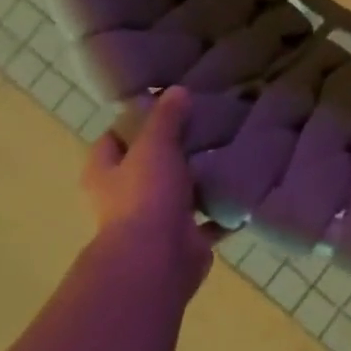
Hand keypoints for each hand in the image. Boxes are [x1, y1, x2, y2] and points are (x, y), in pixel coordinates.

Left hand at [82, 87, 220, 298]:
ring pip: (180, 193)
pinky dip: (223, 210)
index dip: (133, 122)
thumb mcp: (154, 145)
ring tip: (229, 150)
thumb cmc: (145, 195)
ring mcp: (154, 221)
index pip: (112, 139)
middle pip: (148, 165)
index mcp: (105, 174)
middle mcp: (124, 198)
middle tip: (205, 123)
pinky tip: (244, 188)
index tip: (164, 104)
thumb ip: (166, 117)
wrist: (156, 261)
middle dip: (173, 149)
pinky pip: (208, 221)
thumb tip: (176, 90)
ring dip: (200, 180)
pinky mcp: (184, 240)